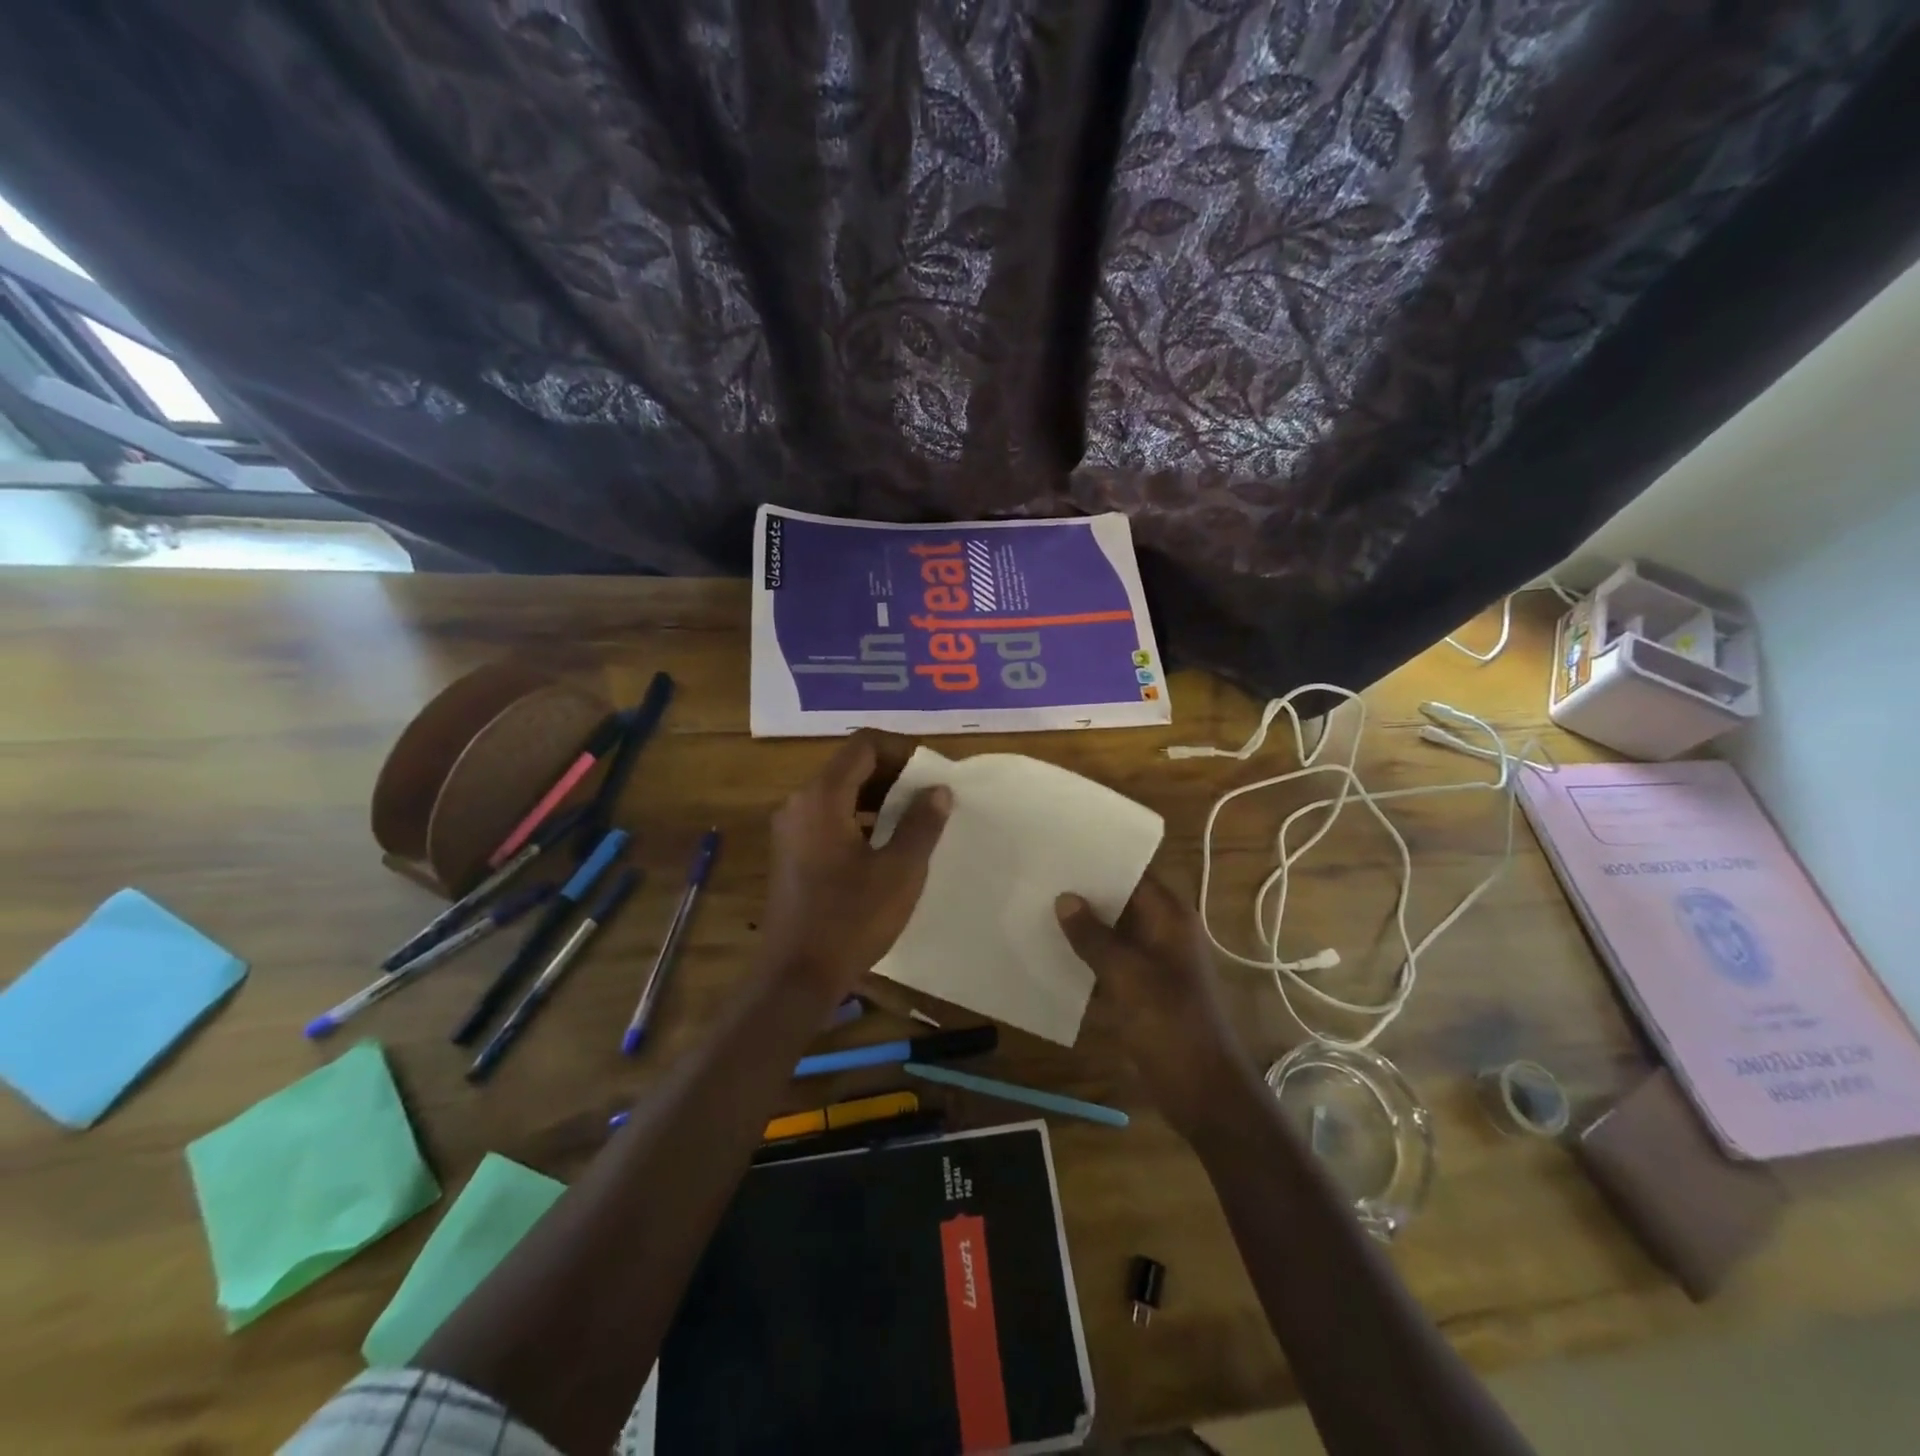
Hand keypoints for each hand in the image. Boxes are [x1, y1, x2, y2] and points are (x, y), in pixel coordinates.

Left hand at [760, 733, 950, 1000]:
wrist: (795, 976)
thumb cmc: (851, 919)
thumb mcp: (900, 871)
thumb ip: (922, 824)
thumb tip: (938, 790)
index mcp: (822, 797)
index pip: (863, 745)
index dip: (901, 749)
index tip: (932, 770)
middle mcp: (799, 803)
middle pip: (850, 766)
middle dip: (893, 773)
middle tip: (930, 793)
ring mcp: (791, 829)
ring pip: (839, 792)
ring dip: (878, 796)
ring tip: (915, 817)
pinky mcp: (791, 852)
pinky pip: (828, 816)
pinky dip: (859, 817)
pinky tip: (886, 843)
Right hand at [1057, 877, 1255, 1134]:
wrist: (1201, 1089)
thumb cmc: (1170, 1023)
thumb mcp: (1127, 975)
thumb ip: (1093, 936)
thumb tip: (1064, 898)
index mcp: (1170, 917)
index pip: (1134, 872)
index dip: (1100, 859)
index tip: (1061, 846)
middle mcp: (1162, 931)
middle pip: (1120, 900)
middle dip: (1084, 891)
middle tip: (1038, 874)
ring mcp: (1151, 960)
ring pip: (1111, 931)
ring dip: (1081, 925)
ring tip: (1035, 905)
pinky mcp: (1140, 988)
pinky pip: (1108, 960)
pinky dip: (1085, 955)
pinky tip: (1048, 950)